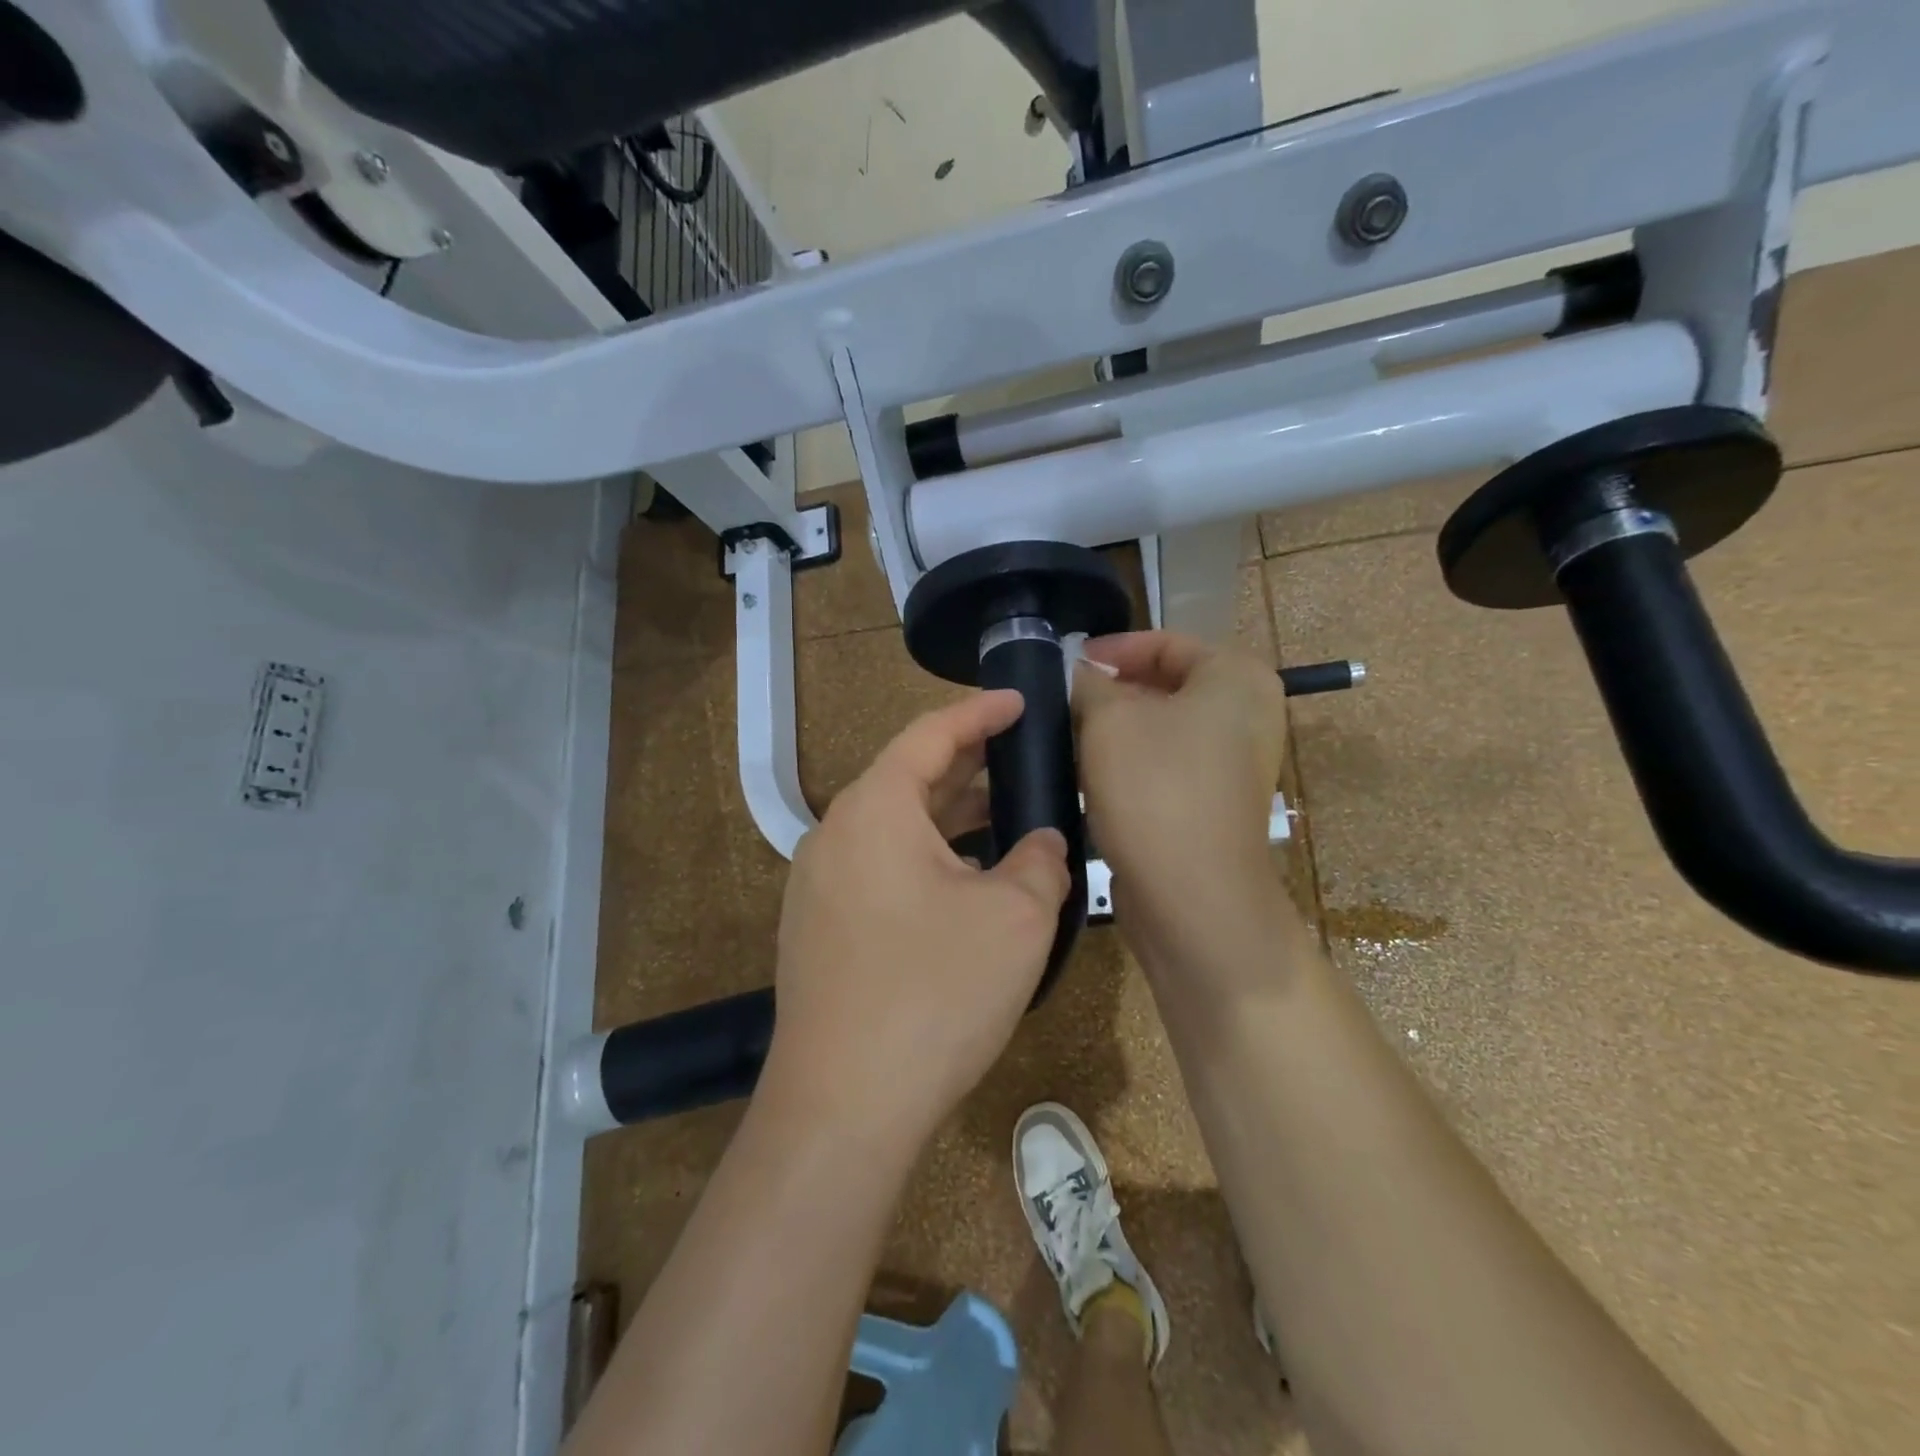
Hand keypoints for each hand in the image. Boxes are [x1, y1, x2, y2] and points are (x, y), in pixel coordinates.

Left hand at [762, 691, 1071, 1155]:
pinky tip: (965, 882)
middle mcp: (835, 835)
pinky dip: (926, 858)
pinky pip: (880, 868)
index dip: (980, 712)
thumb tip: (1040, 842)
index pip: (930, 734)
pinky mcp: (819, 929)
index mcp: (874, 809)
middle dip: (969, 764)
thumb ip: (1040, 859)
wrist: (842, 1108)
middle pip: (908, 778)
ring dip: (949, 818)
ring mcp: (819, 885)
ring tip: (1004, 815)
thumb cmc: (934, 994)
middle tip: (1022, 756)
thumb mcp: (1016, 917)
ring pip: (895, 828)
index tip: (1021, 702)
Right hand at [1073, 632, 1289, 947]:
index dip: (1112, 649)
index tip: (1067, 664)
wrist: (1193, 895)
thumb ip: (1090, 682)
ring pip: (1162, 728)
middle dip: (1110, 691)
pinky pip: (1166, 765)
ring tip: (1067, 736)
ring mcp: (1234, 763)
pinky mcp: (1214, 803)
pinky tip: (1089, 774)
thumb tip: (1081, 674)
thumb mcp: (1109, 718)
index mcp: (1236, 678)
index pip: (1165, 643)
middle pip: (1165, 685)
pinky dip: (1130, 763)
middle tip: (1061, 701)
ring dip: (1115, 730)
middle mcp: (1246, 714)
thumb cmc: (1155, 787)